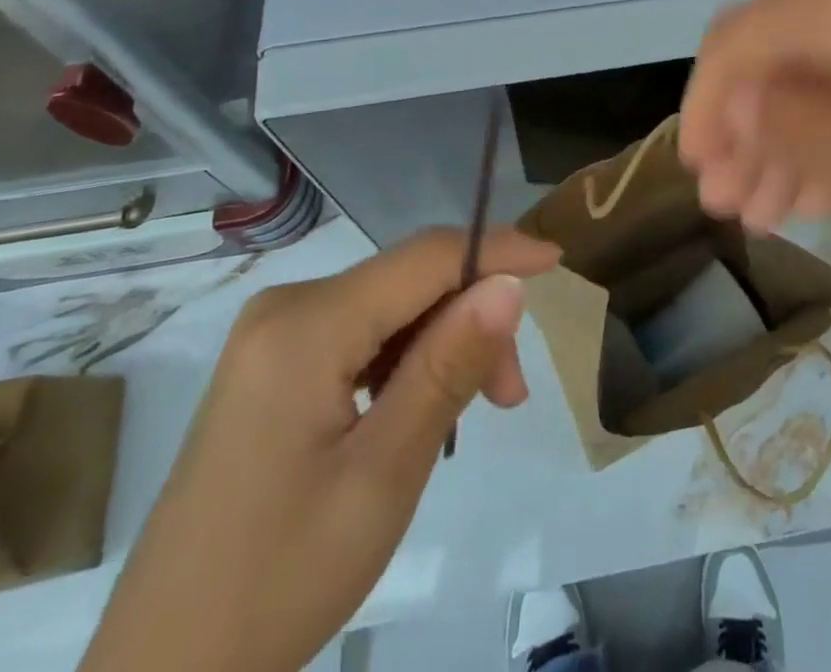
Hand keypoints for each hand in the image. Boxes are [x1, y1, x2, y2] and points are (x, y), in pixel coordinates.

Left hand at [82, 228, 560, 671]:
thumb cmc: (279, 579)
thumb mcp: (384, 473)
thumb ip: (449, 366)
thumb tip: (509, 283)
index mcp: (305, 324)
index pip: (425, 256)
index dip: (497, 250)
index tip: (558, 262)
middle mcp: (286, 308)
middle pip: (409, 282)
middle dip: (470, 319)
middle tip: (509, 396)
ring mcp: (274, 337)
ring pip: (390, 309)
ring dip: (442, 345)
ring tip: (473, 415)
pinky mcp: (272, 367)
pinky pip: (361, 336)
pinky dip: (405, 362)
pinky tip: (420, 411)